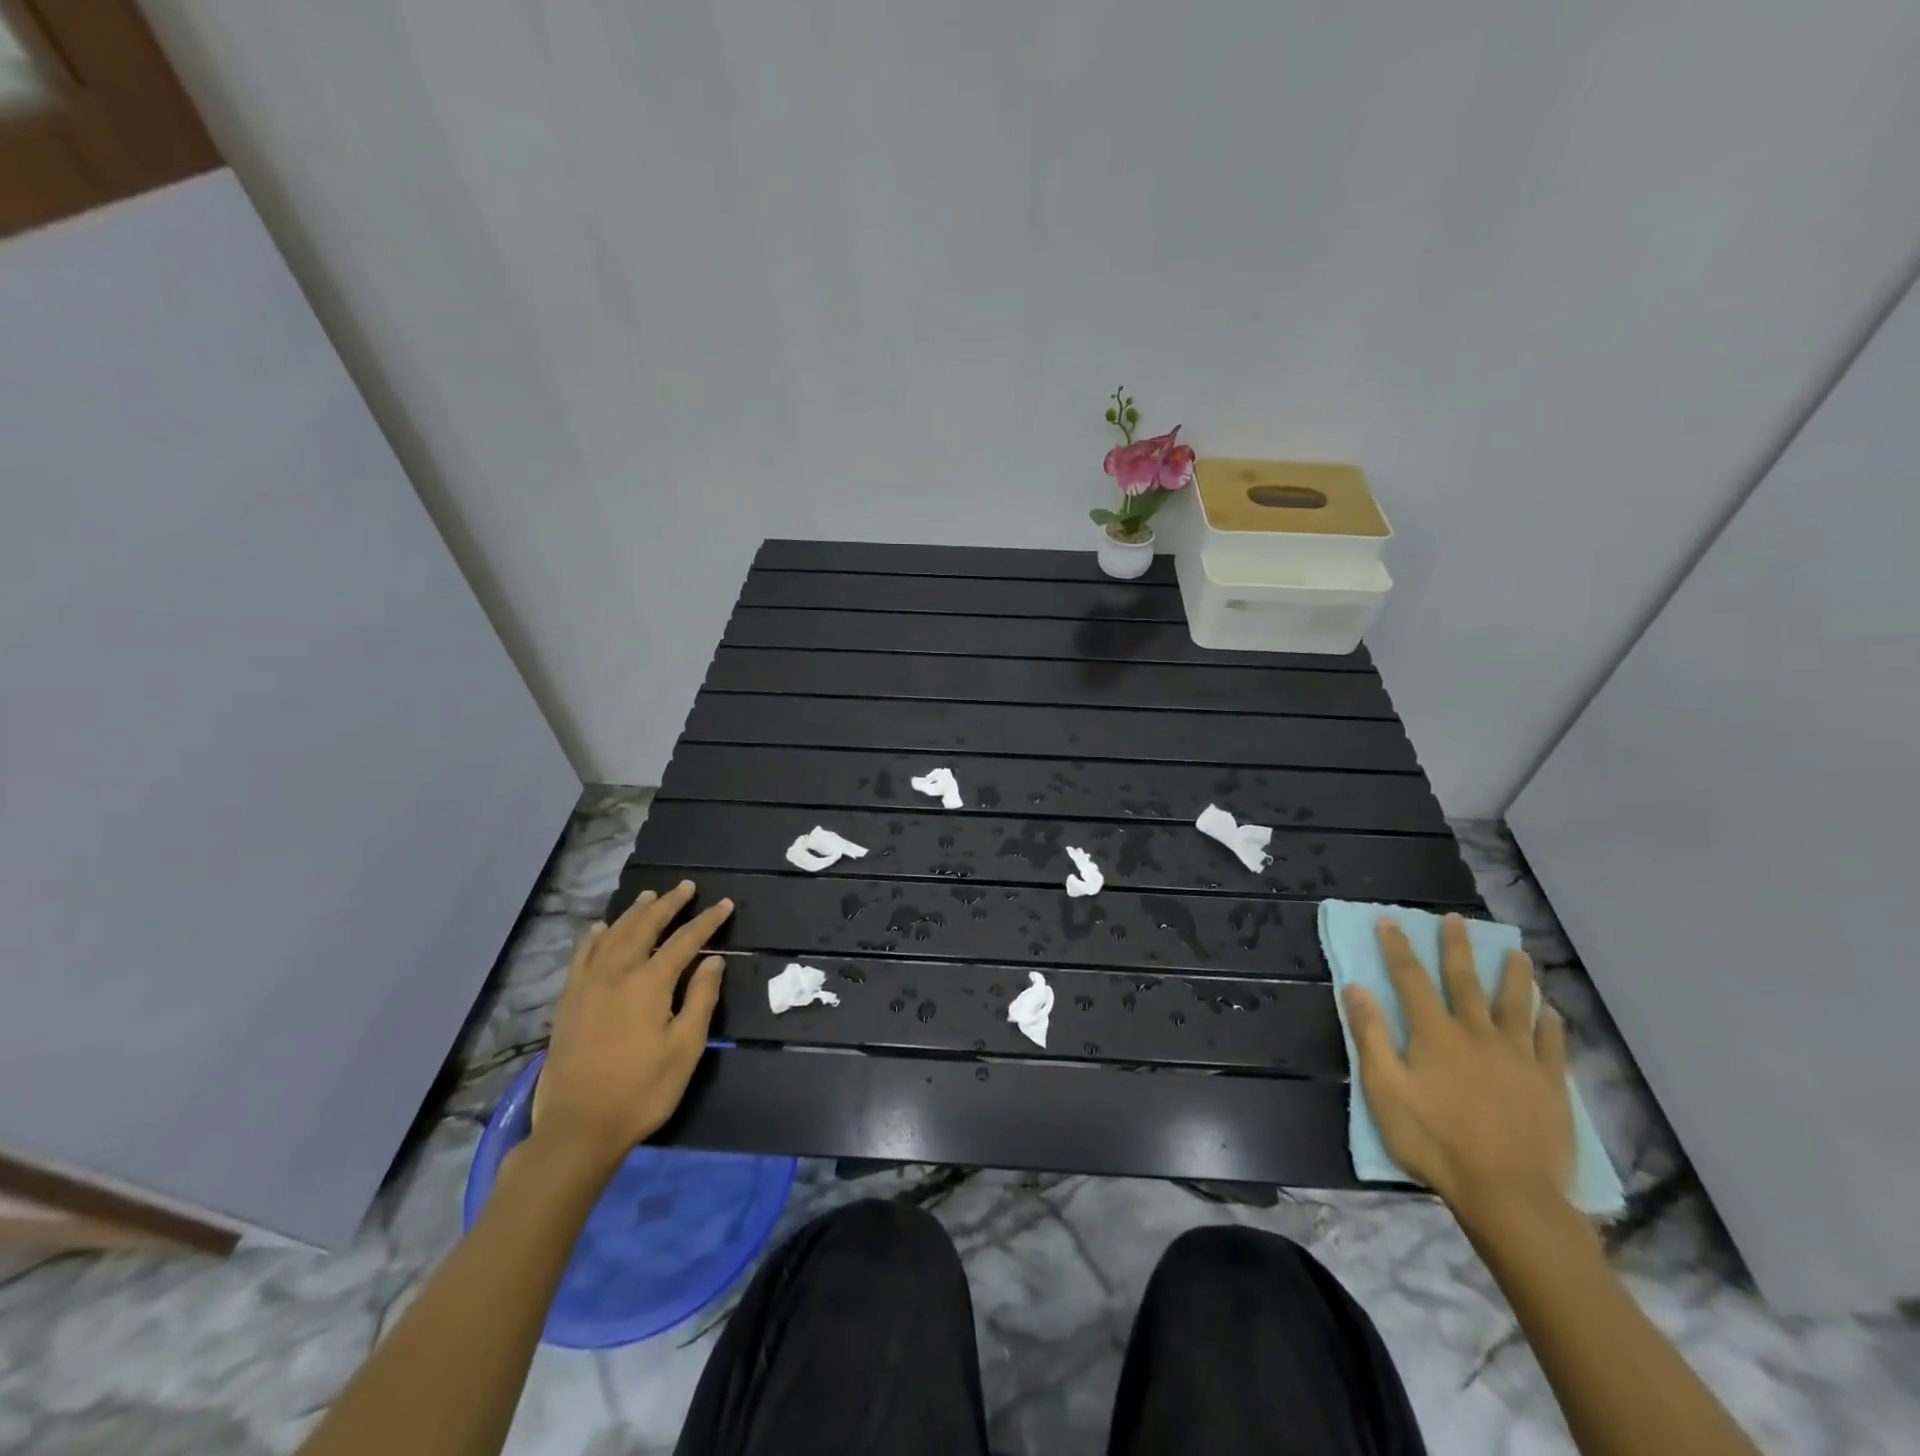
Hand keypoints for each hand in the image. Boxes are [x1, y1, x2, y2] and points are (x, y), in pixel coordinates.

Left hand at [528, 881, 733, 1176]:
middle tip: (685, 887)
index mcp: (650, 983)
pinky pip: (582, 957)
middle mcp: (617, 973)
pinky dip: (594, 938)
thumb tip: (712, 960)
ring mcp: (588, 986)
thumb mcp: (685, 1048)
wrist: (578, 1128)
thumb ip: (701, 998)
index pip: (685, 940)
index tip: (724, 904)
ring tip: (650, 897)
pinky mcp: (569, 1002)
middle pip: (645, 927)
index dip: (707, 921)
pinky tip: (600, 929)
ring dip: (634, 913)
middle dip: (668, 905)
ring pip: (612, 935)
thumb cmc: (641, 1090)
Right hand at [1343, 913, 1574, 1224]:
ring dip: (1514, 976)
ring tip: (1516, 953)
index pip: (1411, 978)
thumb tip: (1356, 989)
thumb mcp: (1385, 1090)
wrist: (1509, 1194)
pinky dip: (1551, 1024)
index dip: (1398, 948)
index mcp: (1435, 1034)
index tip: (1391, 921)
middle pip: (1465, 981)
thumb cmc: (1435, 1141)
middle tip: (1457, 920)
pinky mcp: (1550, 1085)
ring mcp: (1519, 1058)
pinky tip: (1551, 1012)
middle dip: (1457, 948)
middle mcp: (1477, 1034)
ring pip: (1516, 1006)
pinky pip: (1553, 1045)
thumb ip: (1371, 1036)